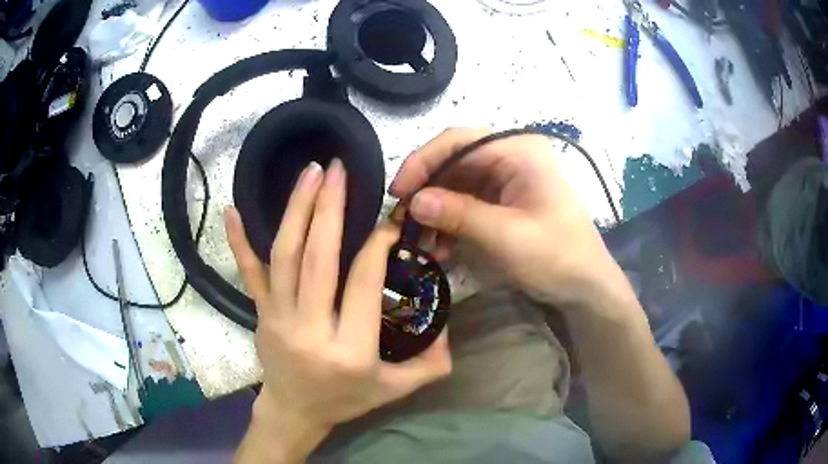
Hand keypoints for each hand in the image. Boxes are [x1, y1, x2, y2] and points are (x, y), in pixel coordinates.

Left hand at [225, 159, 451, 447]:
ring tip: (310, 173)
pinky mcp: (259, 312)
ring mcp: (278, 318)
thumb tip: (448, 323)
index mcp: (350, 351)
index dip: (377, 245)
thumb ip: (431, 362)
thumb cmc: (346, 400)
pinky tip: (232, 209)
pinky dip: (239, 241)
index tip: (389, 221)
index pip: (363, 284)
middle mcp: (310, 329)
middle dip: (329, 209)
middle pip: (318, 260)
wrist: (294, 411)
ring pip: (284, 257)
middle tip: (339, 169)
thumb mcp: (396, 389)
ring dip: (296, 210)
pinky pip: (248, 273)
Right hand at [391, 128, 617, 306]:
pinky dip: (450, 222)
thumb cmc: (557, 256)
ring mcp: (507, 178)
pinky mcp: (504, 200)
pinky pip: (467, 203)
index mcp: (518, 150)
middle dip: (426, 191)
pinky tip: (440, 247)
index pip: (458, 141)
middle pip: (454, 162)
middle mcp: (511, 156)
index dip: (422, 162)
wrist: (585, 286)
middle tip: (401, 220)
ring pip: (456, 184)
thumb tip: (413, 202)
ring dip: (435, 211)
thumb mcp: (506, 236)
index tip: (398, 192)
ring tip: (419, 241)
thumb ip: (459, 214)